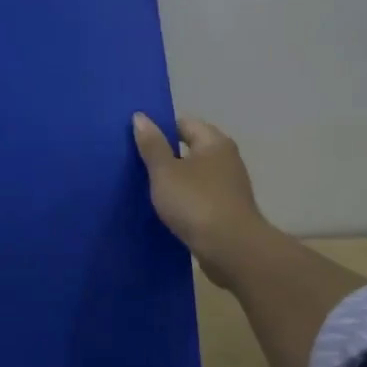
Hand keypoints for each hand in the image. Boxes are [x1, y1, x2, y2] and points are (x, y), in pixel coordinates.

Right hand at [131, 113, 276, 288]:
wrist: (231, 249)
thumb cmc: (196, 203)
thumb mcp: (165, 172)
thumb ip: (152, 145)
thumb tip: (140, 116)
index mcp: (214, 142)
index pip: (184, 123)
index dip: (159, 129)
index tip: (135, 140)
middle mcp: (226, 159)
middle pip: (190, 149)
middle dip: (165, 155)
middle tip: (134, 164)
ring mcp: (229, 187)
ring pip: (194, 175)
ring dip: (173, 180)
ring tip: (144, 188)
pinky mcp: (226, 211)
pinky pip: (199, 197)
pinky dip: (183, 200)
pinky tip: (165, 210)